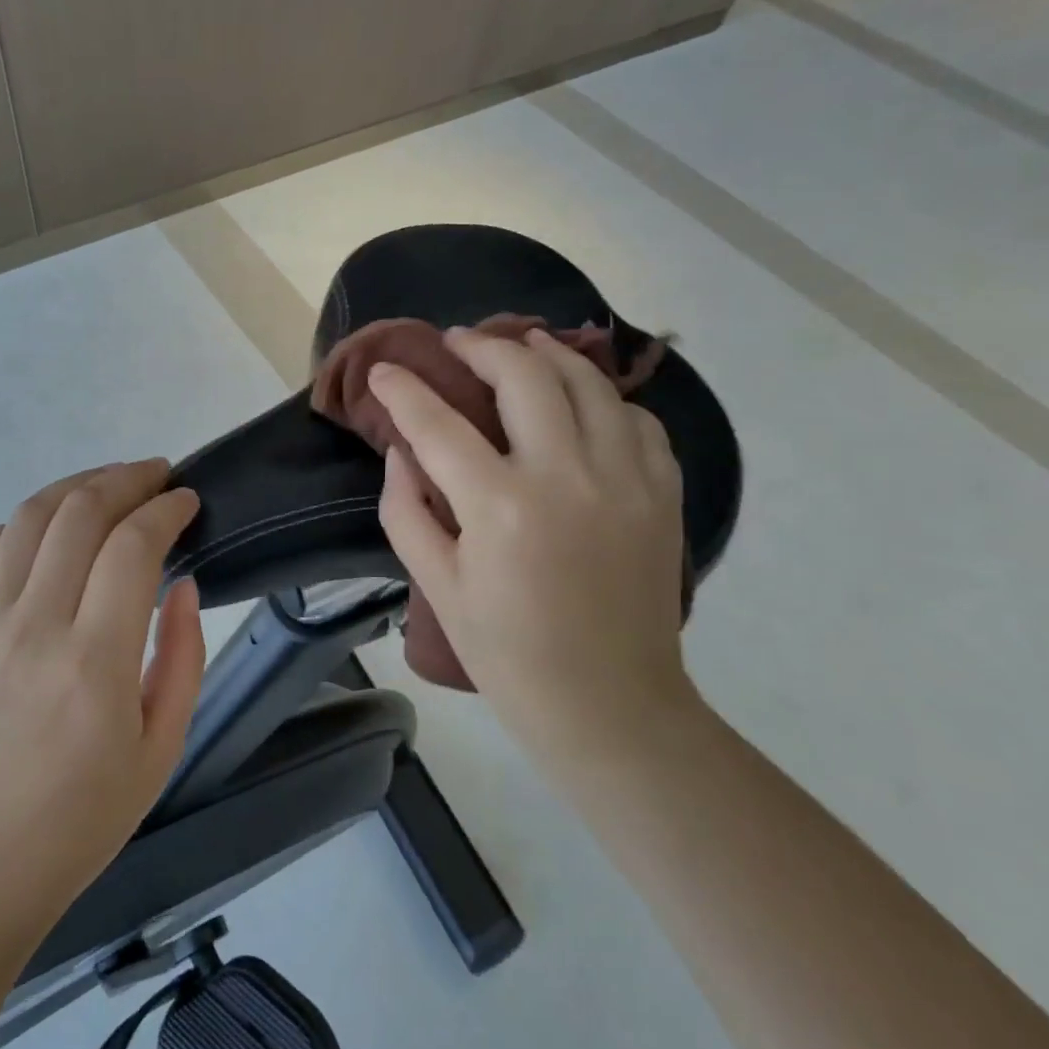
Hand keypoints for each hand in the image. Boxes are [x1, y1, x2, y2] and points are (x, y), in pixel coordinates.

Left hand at [0, 460, 204, 932]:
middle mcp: (34, 626)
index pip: (133, 545)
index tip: (189, 501)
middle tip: (158, 477)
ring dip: (74, 486)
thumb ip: (181, 657)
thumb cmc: (81, 821)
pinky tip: (46, 530)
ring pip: (28, 519)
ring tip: (108, 484)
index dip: (166, 509)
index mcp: (94, 660)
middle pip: (79, 512)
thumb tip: (181, 585)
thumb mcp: (162, 749)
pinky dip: (20, 524)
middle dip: (126, 478)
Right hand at [370, 327, 698, 777]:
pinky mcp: (663, 493)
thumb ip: (407, 511)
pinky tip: (582, 402)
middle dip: (482, 347)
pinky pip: (636, 419)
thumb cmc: (508, 654)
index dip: (404, 389)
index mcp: (500, 506)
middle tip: (457, 342)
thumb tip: (402, 453)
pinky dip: (604, 399)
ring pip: (588, 383)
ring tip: (521, 345)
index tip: (385, 369)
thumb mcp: (437, 587)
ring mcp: (625, 479)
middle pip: (523, 376)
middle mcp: (566, 476)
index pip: (438, 424)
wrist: (609, 706)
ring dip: (548, 354)